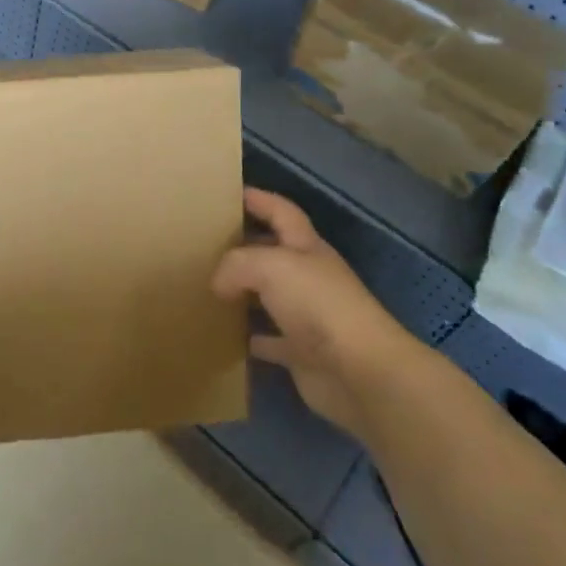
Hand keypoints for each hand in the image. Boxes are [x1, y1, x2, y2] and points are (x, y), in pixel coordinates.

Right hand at [212, 188, 420, 437]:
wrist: (360, 372)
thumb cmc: (318, 305)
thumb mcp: (270, 266)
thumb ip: (236, 264)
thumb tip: (218, 283)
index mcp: (307, 247)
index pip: (281, 212)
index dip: (259, 199)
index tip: (228, 193)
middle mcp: (309, 277)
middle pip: (273, 253)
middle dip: (244, 246)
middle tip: (205, 244)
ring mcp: (307, 317)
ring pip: (269, 297)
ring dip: (244, 292)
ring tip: (207, 286)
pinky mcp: (302, 353)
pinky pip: (270, 341)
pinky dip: (250, 337)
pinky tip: (225, 335)